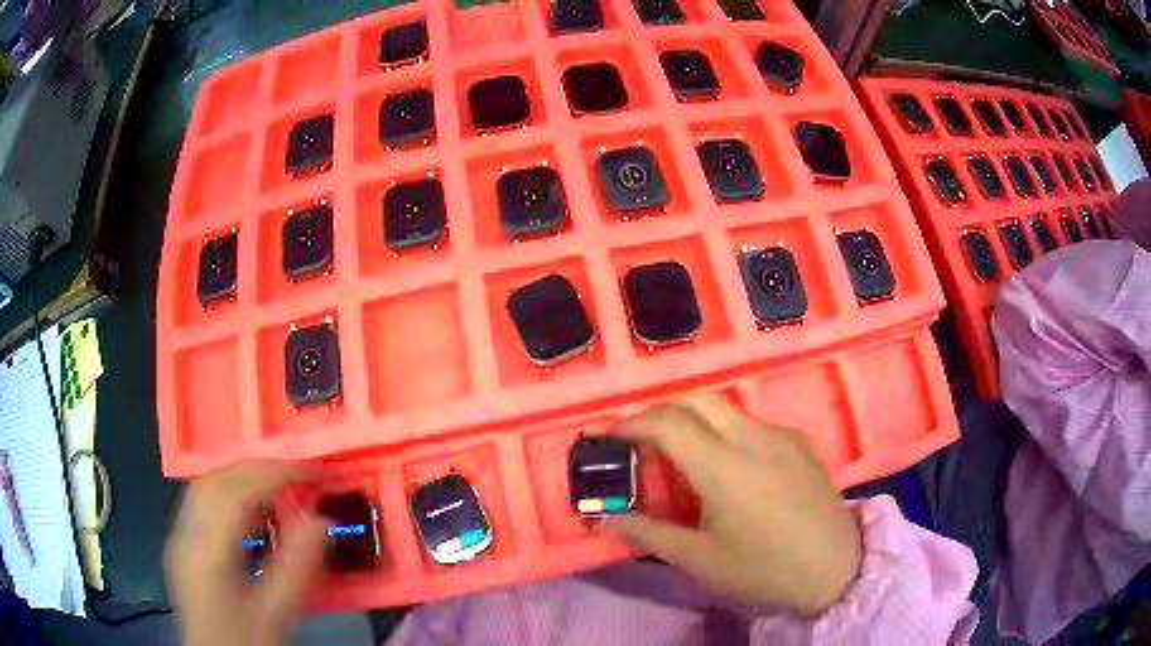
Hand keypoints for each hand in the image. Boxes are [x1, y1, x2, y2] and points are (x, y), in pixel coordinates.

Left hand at [166, 463, 325, 645]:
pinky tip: (250, 512)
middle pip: (215, 479)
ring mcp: (179, 539)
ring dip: (241, 477)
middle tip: (297, 474)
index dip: (275, 474)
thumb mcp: (276, 615)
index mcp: (206, 552)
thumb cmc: (246, 644)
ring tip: (278, 486)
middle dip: (258, 468)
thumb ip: (297, 569)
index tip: (311, 472)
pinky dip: (229, 494)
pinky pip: (203, 503)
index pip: (235, 492)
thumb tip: (322, 521)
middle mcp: (185, 535)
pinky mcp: (182, 548)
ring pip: (205, 486)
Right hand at [607, 393, 862, 616]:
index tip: (607, 437)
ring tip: (678, 450)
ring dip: (693, 417)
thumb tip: (606, 520)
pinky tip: (728, 463)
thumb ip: (649, 534)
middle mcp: (754, 437)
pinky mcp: (801, 442)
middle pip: (696, 399)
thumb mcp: (701, 560)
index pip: (667, 423)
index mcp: (725, 467)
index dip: (630, 423)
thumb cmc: (764, 569)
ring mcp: (782, 435)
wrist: (836, 569)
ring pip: (726, 407)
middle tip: (639, 438)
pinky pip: (753, 422)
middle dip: (660, 410)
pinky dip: (725, 428)